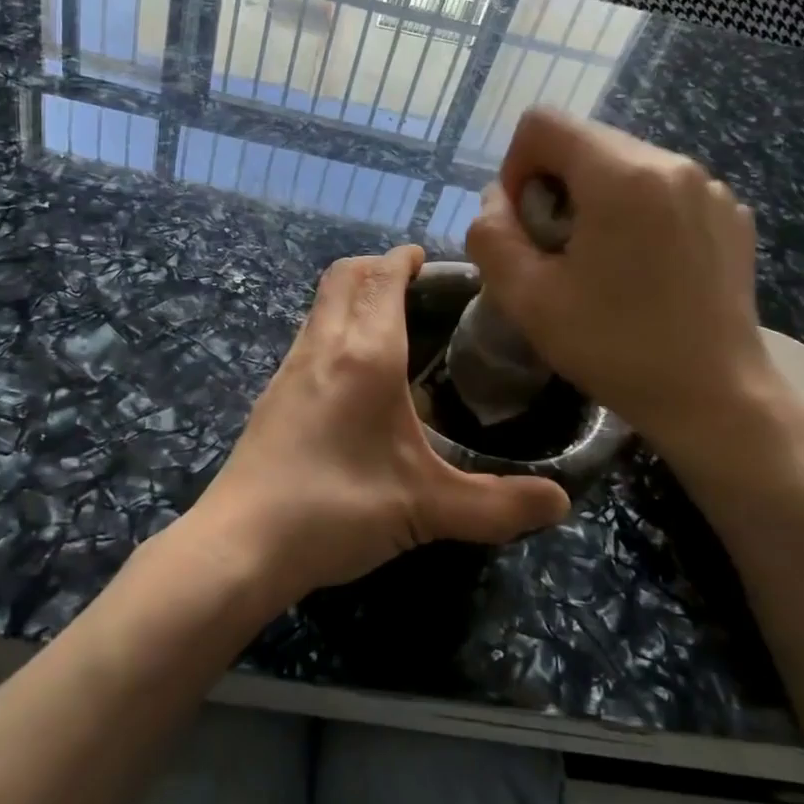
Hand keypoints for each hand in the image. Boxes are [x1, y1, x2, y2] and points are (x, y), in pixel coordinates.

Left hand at [186, 246, 570, 607]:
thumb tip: (561, 502)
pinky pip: (308, 335)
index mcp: (365, 354)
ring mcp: (290, 367)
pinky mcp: (272, 394)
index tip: (428, 259)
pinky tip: (352, 375)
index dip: (404, 259)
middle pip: (344, 276)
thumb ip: (498, 505)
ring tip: (389, 325)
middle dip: (377, 267)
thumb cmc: (337, 509)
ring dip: (352, 295)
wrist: (242, 544)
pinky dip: (333, 327)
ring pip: (321, 304)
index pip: (382, 278)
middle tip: (413, 285)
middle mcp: (323, 345)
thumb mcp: (427, 509)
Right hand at [465, 109, 781, 471]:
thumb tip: (497, 200)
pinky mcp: (731, 213)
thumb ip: (491, 236)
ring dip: (595, 200)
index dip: (515, 167)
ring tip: (602, 263)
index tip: (526, 224)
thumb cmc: (615, 347)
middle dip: (555, 186)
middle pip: (584, 142)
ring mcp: (709, 187)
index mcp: (621, 176)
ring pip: (624, 164)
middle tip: (558, 252)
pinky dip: (637, 213)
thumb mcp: (526, 298)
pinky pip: (663, 188)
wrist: (715, 397)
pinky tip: (644, 269)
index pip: (543, 123)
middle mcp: (671, 163)